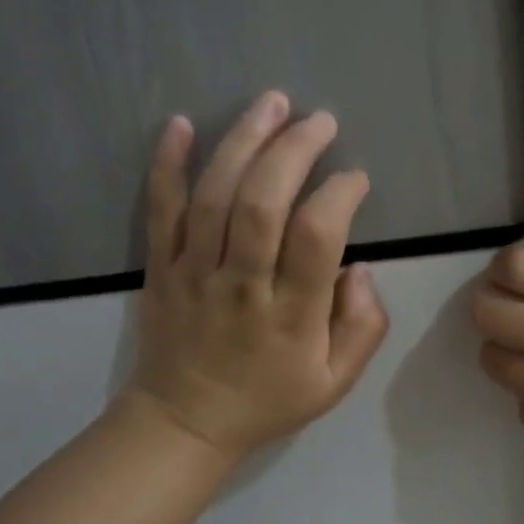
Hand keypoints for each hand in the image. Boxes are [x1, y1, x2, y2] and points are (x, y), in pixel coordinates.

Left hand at [126, 91, 388, 461]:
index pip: (317, 238)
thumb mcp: (333, 383)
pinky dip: (168, 165)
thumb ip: (362, 327)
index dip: (339, 196)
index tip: (355, 179)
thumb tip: (360, 267)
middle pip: (262, 204)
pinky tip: (181, 123)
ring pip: (214, 197)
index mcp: (291, 315)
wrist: (184, 421)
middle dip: (294, 151)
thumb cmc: (266, 401)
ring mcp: (195, 272)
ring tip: (272, 102)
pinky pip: (161, 210)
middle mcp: (241, 285)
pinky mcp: (161, 266)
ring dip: (243, 142)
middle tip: (320, 121)